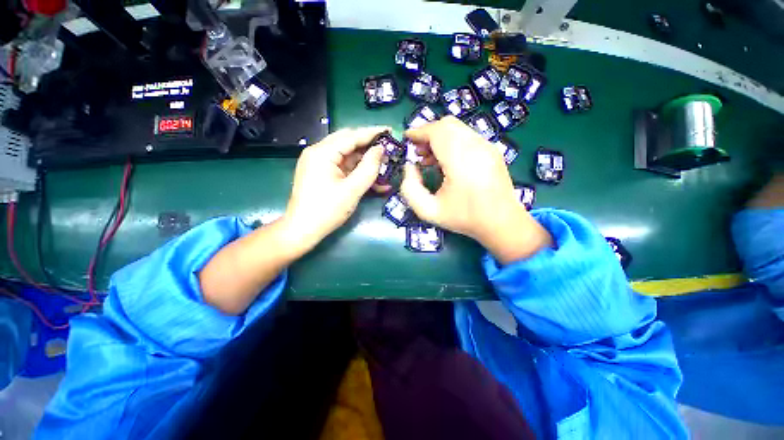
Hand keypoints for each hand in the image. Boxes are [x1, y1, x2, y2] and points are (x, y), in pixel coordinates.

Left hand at [281, 127, 389, 253]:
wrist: (302, 230)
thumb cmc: (327, 210)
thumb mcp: (353, 189)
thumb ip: (369, 167)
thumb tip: (381, 149)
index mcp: (322, 152)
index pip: (352, 136)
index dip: (373, 133)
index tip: (391, 130)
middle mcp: (318, 152)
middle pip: (348, 142)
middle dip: (369, 146)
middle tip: (388, 149)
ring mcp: (319, 163)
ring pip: (347, 155)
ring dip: (365, 160)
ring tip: (384, 164)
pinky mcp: (321, 173)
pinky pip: (343, 167)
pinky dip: (357, 171)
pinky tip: (372, 178)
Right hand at [401, 116, 551, 263]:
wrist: (502, 223)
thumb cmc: (464, 218)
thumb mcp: (428, 211)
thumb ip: (410, 189)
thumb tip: (410, 166)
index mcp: (461, 161)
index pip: (437, 131)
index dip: (419, 132)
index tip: (407, 138)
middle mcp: (476, 147)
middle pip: (448, 125)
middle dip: (428, 133)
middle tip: (418, 151)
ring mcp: (487, 146)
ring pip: (458, 129)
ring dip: (440, 138)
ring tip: (429, 159)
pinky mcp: (492, 150)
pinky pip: (467, 136)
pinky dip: (452, 142)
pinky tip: (446, 161)